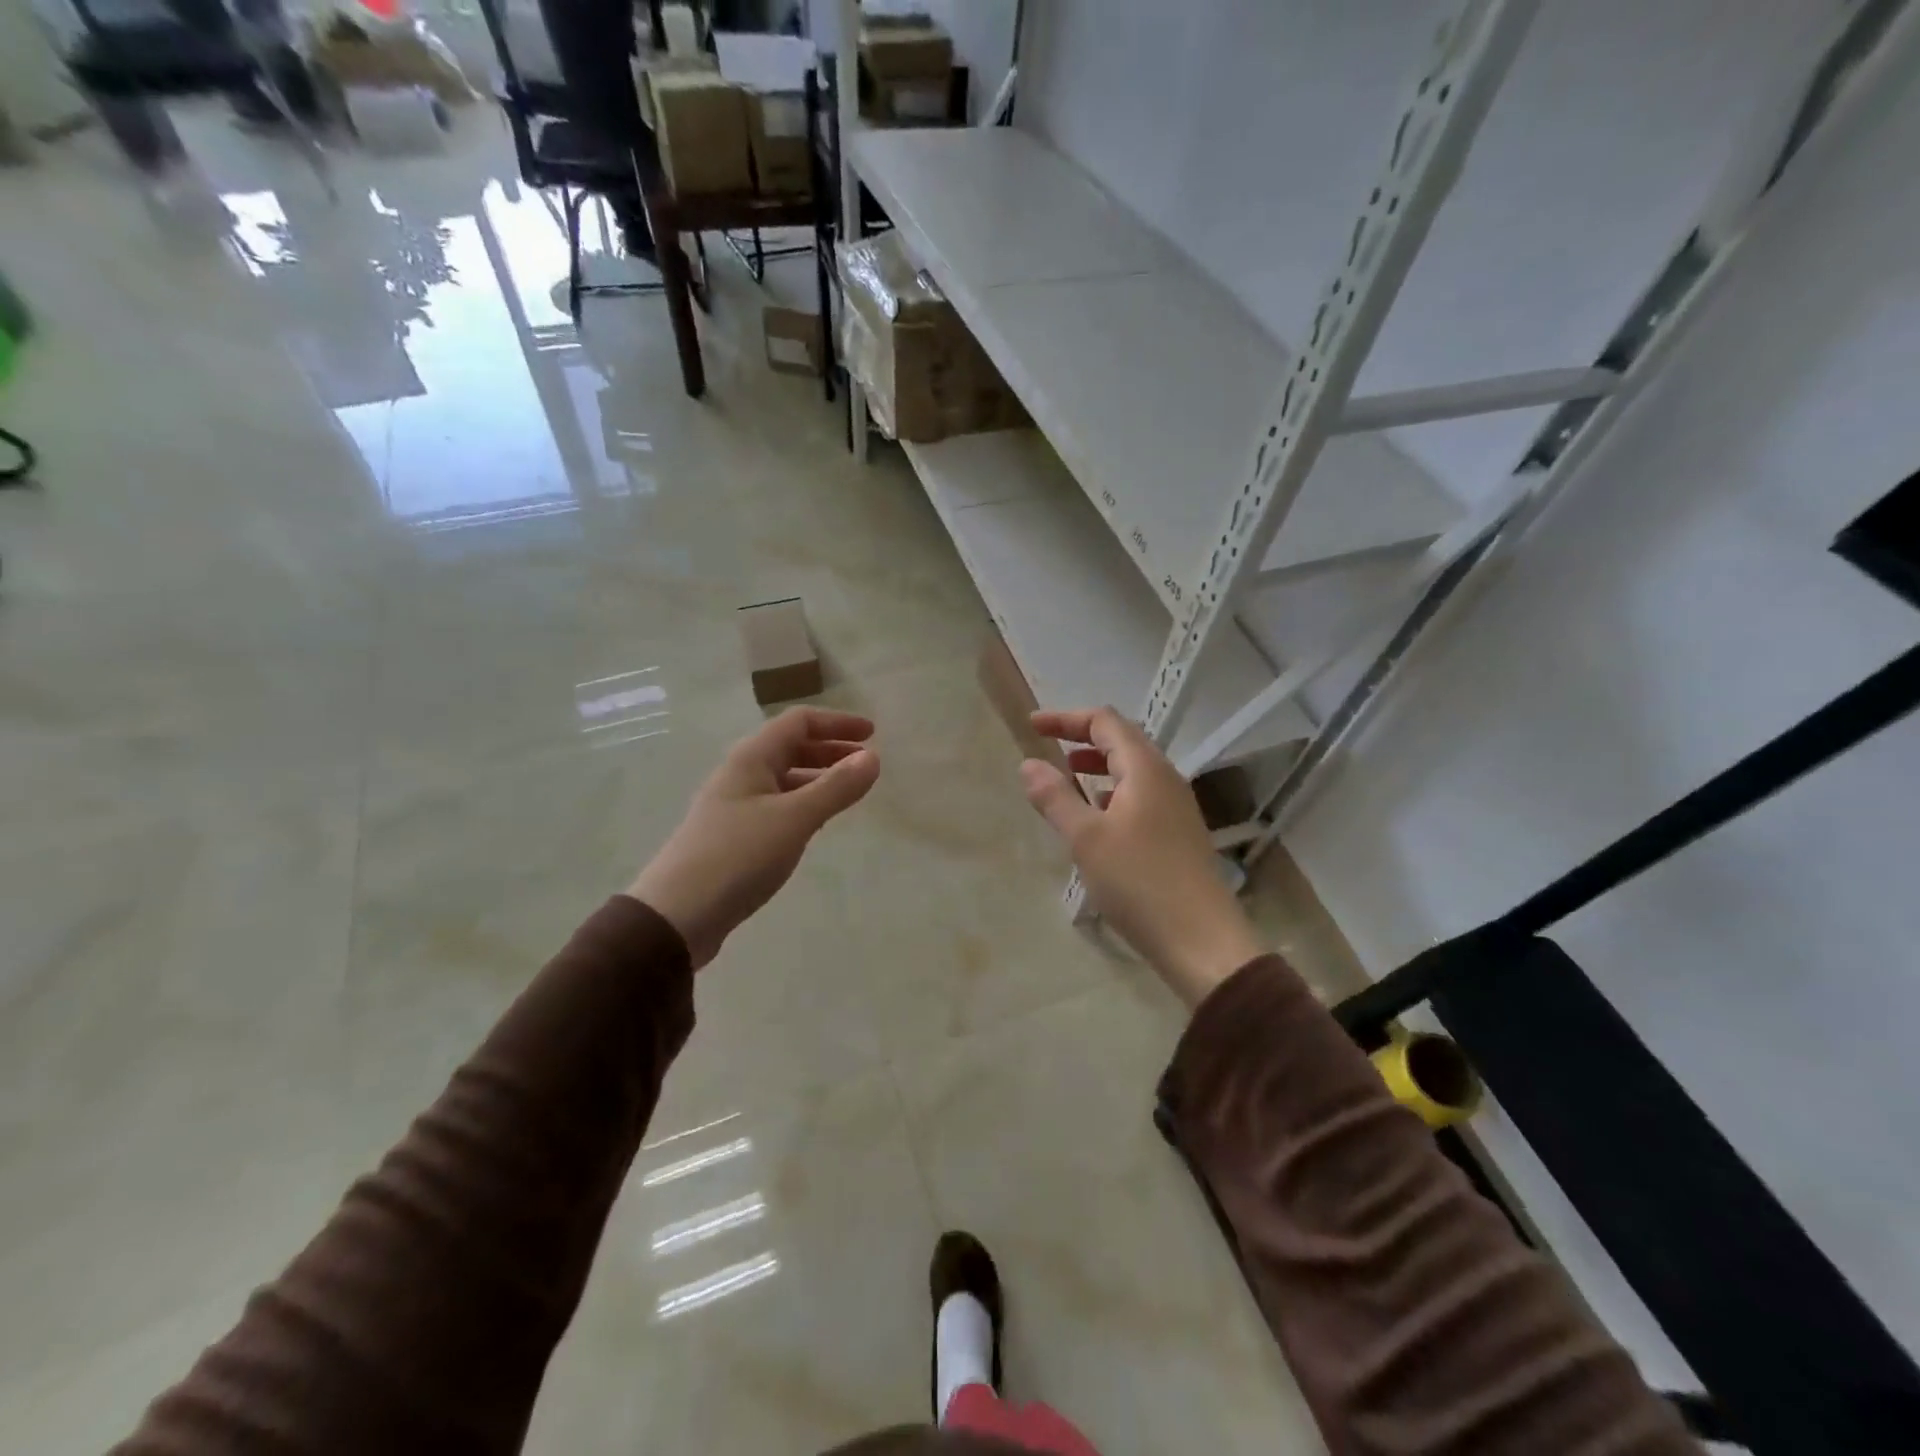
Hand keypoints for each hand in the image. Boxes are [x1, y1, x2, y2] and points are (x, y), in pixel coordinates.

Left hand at [629, 708, 879, 968]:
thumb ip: (836, 788)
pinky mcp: (735, 836)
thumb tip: (874, 758)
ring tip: (849, 793)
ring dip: (819, 777)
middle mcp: (742, 774)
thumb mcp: (794, 819)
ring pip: (785, 778)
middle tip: (866, 764)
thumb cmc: (737, 856)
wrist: (677, 915)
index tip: (873, 735)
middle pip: (791, 747)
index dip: (837, 723)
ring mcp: (736, 805)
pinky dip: (804, 804)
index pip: (799, 722)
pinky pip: (778, 805)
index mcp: (752, 758)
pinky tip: (818, 823)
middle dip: (831, 750)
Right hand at [1021, 707, 1263, 1006]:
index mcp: (1145, 769)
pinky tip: (1097, 817)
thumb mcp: (1086, 839)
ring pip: (1132, 770)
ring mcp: (1176, 807)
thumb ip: (1055, 797)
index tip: (1033, 726)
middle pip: (1122, 740)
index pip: (1105, 722)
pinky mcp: (1178, 833)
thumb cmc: (1139, 882)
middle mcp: (1165, 779)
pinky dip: (1112, 792)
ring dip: (1098, 766)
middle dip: (1082, 738)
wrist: (1201, 940)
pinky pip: (1140, 796)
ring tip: (1067, 778)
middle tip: (1047, 747)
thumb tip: (1029, 764)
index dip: (1066, 718)